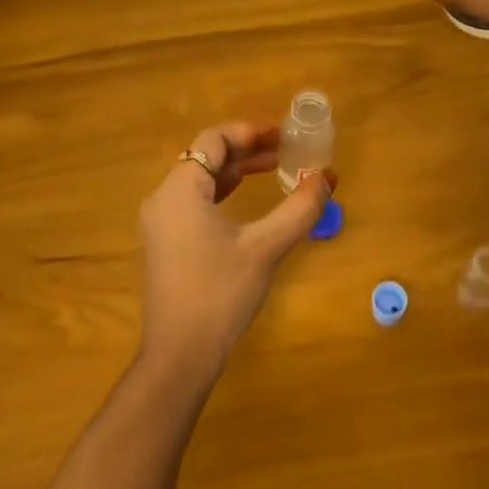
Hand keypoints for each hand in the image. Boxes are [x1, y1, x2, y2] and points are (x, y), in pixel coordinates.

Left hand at [137, 122, 332, 383]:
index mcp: (180, 189)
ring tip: (275, 170)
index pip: (212, 141)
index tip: (283, 136)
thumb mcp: (265, 247)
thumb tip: (327, 177)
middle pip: (206, 158)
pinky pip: (195, 202)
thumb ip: (299, 209)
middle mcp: (163, 198)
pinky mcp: (166, 244)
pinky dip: (224, 194)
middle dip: (247, 151)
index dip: (249, 133)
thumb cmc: (220, 293)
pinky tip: (248, 203)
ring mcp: (161, 223)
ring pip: (201, 180)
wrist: (180, 355)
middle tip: (286, 152)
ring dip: (237, 172)